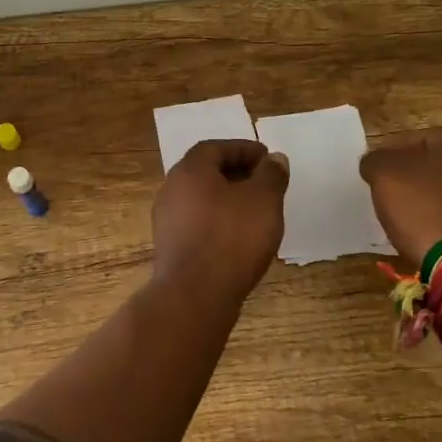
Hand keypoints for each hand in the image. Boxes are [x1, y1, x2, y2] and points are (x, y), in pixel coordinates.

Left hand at [151, 140, 289, 306]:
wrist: (195, 294)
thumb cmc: (232, 238)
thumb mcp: (264, 200)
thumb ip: (271, 175)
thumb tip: (274, 159)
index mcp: (190, 170)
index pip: (215, 147)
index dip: (243, 149)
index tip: (267, 159)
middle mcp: (171, 189)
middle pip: (205, 171)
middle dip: (235, 173)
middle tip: (262, 182)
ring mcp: (166, 220)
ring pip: (200, 198)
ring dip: (226, 198)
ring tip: (254, 210)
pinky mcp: (170, 247)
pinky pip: (196, 222)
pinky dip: (217, 220)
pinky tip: (237, 237)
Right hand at [359, 128, 441, 264]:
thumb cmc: (421, 206)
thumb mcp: (384, 175)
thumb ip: (374, 160)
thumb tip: (374, 162)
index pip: (413, 137)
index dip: (388, 151)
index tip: (372, 170)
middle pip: (429, 163)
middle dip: (406, 174)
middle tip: (384, 190)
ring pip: (441, 188)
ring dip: (420, 197)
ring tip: (399, 213)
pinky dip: (434, 217)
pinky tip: (420, 230)